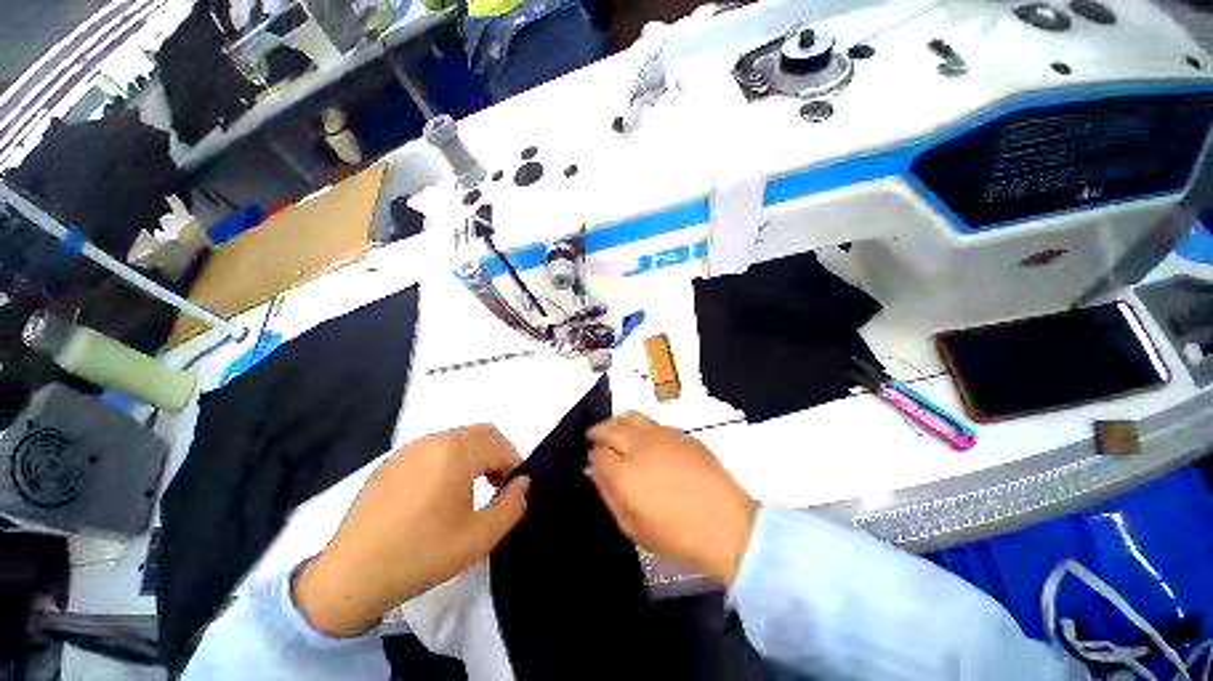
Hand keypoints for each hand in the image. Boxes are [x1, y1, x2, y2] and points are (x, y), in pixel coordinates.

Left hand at [293, 425, 529, 636]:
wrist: (350, 577)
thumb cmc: (421, 556)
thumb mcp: (479, 538)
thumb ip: (512, 505)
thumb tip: (522, 482)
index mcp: (455, 454)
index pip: (499, 444)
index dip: (514, 462)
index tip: (513, 487)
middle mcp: (433, 441)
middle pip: (481, 433)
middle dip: (497, 452)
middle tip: (498, 483)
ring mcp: (409, 449)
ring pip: (458, 437)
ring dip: (475, 453)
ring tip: (471, 486)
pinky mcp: (392, 461)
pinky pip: (434, 447)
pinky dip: (451, 458)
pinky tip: (440, 490)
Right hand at [587, 412, 755, 585]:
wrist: (724, 522)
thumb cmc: (675, 534)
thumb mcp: (632, 527)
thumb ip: (609, 496)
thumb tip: (597, 473)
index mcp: (624, 472)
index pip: (597, 454)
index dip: (592, 457)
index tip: (593, 461)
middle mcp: (639, 445)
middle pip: (610, 428)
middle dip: (597, 432)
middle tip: (592, 437)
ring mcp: (661, 434)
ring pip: (630, 416)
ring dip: (616, 421)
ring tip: (613, 428)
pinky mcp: (679, 433)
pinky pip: (651, 422)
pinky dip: (639, 425)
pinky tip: (642, 437)